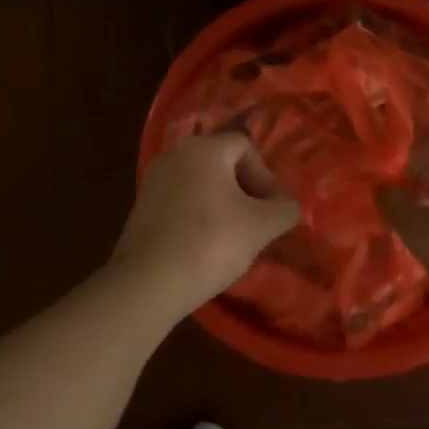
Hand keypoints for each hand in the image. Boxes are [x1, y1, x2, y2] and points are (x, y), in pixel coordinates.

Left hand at [111, 134, 300, 310]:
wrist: (148, 282)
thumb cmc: (210, 243)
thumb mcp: (261, 226)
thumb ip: (284, 209)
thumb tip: (287, 206)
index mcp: (204, 148)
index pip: (245, 146)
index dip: (265, 177)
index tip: (271, 211)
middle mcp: (175, 154)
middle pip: (222, 163)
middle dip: (245, 191)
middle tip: (257, 223)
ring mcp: (154, 179)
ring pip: (201, 183)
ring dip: (223, 204)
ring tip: (233, 237)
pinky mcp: (142, 206)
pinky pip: (181, 200)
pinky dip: (198, 215)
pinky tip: (205, 245)